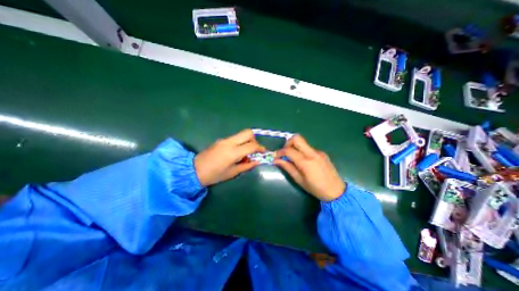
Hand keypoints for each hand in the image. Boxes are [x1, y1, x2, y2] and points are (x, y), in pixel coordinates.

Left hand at [195, 129, 266, 186]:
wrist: (194, 170)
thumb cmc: (214, 175)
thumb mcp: (232, 172)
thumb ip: (247, 165)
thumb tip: (257, 161)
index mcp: (233, 152)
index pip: (251, 145)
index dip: (260, 148)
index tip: (263, 152)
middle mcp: (229, 142)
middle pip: (247, 133)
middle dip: (255, 140)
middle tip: (255, 150)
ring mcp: (224, 140)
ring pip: (241, 134)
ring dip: (247, 141)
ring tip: (246, 153)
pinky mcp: (221, 140)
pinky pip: (235, 138)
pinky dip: (240, 143)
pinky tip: (237, 153)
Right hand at [276, 136, 342, 200]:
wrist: (336, 191)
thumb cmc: (316, 188)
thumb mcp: (299, 180)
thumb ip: (287, 167)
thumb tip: (276, 160)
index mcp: (306, 162)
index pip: (289, 150)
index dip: (280, 152)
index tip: (275, 156)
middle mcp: (312, 153)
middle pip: (297, 138)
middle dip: (288, 143)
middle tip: (285, 153)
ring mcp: (318, 152)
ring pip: (303, 143)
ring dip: (295, 147)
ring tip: (293, 158)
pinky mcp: (322, 153)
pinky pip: (309, 148)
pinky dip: (302, 151)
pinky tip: (303, 161)